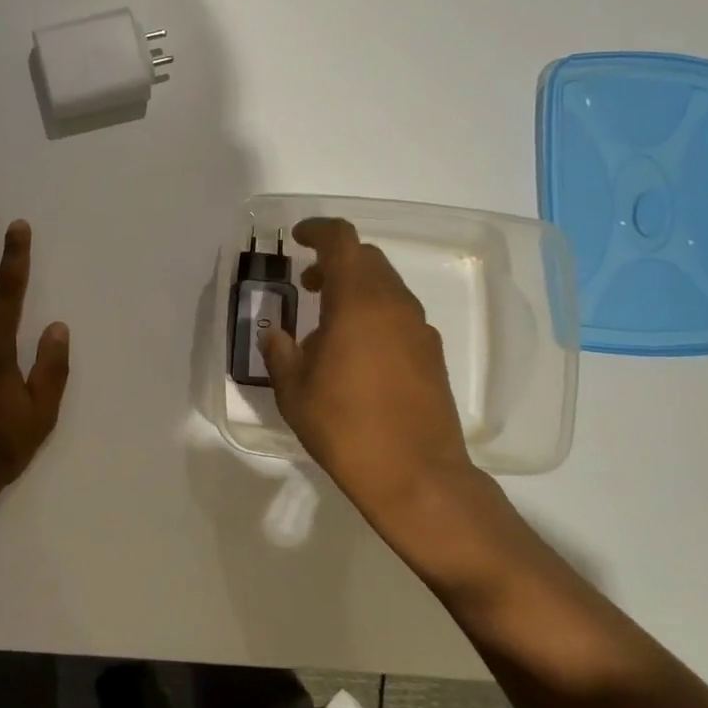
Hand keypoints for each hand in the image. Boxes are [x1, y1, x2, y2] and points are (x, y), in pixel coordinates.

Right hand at [259, 218, 483, 527]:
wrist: (417, 476)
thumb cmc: (345, 426)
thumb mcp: (294, 390)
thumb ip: (280, 352)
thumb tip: (275, 334)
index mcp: (358, 301)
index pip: (341, 240)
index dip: (318, 230)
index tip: (297, 238)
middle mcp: (394, 304)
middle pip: (367, 259)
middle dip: (335, 261)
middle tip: (308, 283)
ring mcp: (419, 328)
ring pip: (386, 286)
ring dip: (356, 288)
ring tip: (328, 320)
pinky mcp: (432, 354)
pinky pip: (399, 314)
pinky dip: (375, 313)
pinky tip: (357, 350)